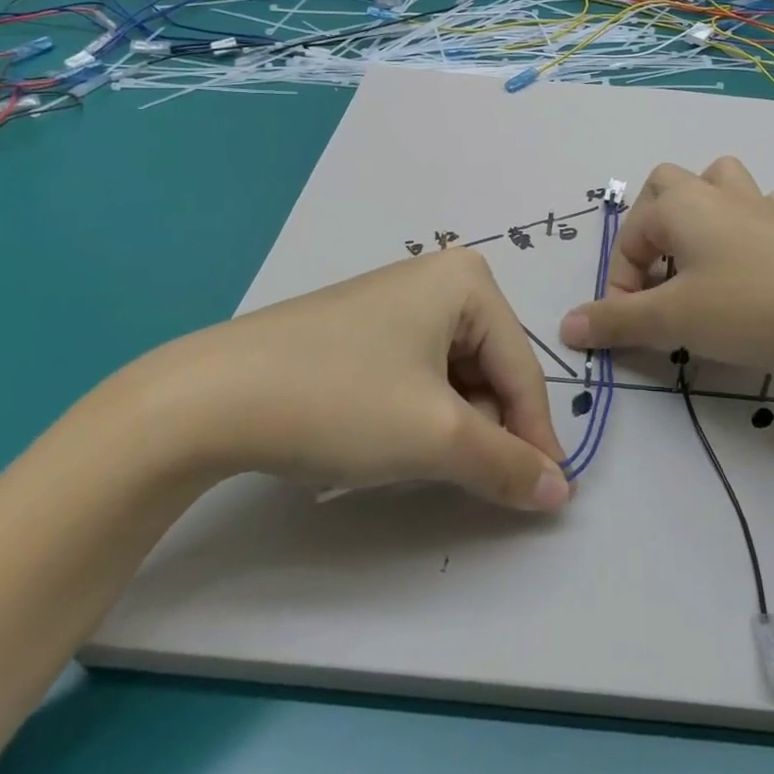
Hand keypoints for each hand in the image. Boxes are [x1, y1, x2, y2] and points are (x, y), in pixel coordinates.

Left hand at [126, 248, 571, 511]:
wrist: (212, 396)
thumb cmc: (343, 400)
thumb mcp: (436, 437)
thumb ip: (508, 464)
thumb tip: (562, 492)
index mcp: (467, 280)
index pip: (522, 368)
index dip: (536, 436)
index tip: (548, 496)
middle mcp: (438, 277)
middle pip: (489, 367)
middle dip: (487, 428)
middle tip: (471, 482)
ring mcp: (396, 299)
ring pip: (452, 374)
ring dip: (452, 424)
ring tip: (420, 461)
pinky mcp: (362, 326)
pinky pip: (416, 370)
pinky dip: (418, 412)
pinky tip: (387, 438)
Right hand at [557, 156, 773, 374]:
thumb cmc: (749, 305)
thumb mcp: (674, 319)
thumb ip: (618, 321)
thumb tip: (567, 325)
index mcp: (681, 206)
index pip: (629, 238)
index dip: (621, 283)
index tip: (632, 326)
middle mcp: (717, 194)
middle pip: (668, 183)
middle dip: (651, 223)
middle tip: (658, 272)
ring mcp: (762, 206)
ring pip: (721, 180)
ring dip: (702, 208)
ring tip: (701, 253)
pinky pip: (765, 208)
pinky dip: (751, 224)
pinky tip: (756, 257)